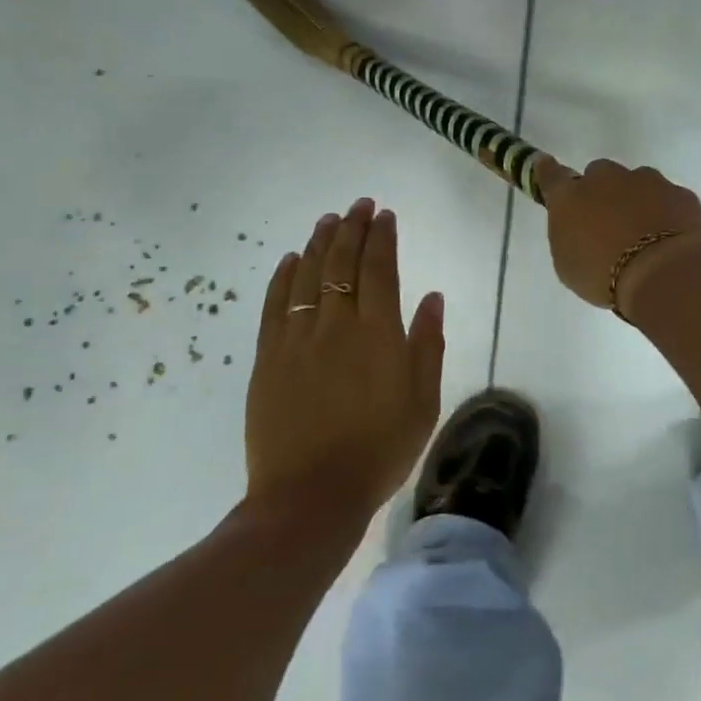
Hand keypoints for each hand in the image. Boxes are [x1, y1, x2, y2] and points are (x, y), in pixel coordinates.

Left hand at [244, 199, 444, 521]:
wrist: (311, 495)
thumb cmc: (379, 451)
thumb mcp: (423, 402)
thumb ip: (428, 345)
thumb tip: (431, 297)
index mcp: (378, 333)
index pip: (379, 269)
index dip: (382, 237)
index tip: (384, 215)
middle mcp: (336, 324)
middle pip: (342, 262)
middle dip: (352, 228)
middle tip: (358, 205)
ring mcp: (297, 337)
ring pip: (308, 275)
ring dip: (320, 243)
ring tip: (328, 220)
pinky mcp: (268, 356)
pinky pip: (275, 304)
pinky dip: (284, 276)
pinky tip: (291, 259)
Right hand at [534, 158, 700, 317]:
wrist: (664, 274)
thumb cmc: (603, 276)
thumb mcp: (568, 265)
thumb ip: (568, 236)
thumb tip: (576, 225)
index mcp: (570, 197)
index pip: (551, 175)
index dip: (547, 170)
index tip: (544, 165)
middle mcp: (606, 179)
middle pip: (599, 174)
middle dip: (602, 192)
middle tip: (608, 222)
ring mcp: (647, 181)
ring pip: (637, 182)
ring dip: (636, 200)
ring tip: (645, 235)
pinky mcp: (680, 193)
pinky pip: (668, 198)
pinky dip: (666, 213)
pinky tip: (670, 239)